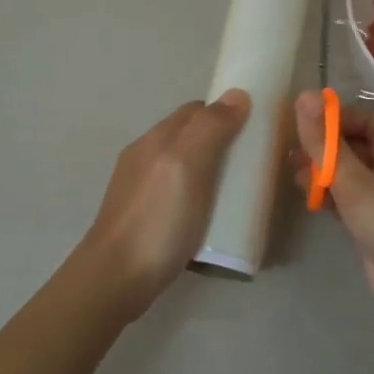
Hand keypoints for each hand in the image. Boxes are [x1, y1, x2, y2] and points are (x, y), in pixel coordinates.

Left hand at [76, 90, 250, 320]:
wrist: (116, 279)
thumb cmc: (157, 219)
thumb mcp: (187, 166)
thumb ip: (210, 129)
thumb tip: (237, 94)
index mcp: (156, 139)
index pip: (196, 110)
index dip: (226, 113)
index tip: (258, 127)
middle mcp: (145, 157)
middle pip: (190, 137)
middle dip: (222, 141)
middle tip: (255, 162)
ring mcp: (142, 189)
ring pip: (185, 166)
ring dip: (212, 171)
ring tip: (240, 191)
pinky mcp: (145, 217)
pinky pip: (179, 193)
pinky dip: (201, 195)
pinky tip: (213, 215)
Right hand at [294, 91, 373, 336]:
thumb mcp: (358, 185)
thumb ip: (327, 145)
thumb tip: (304, 96)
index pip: (371, 119)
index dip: (340, 117)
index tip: (306, 124)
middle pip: (359, 147)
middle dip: (326, 147)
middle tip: (292, 155)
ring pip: (352, 177)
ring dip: (325, 174)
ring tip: (295, 179)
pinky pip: (351, 205)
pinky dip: (331, 199)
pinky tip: (311, 203)